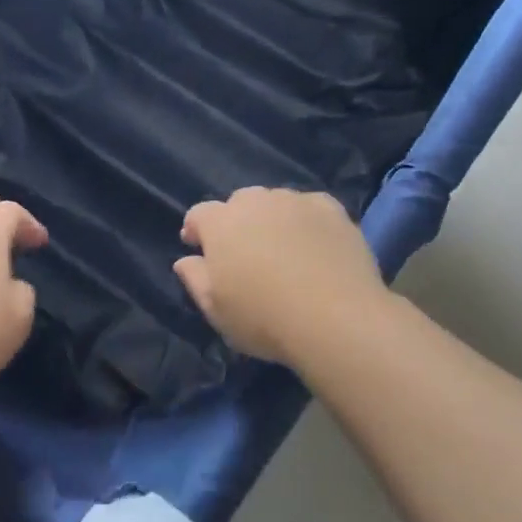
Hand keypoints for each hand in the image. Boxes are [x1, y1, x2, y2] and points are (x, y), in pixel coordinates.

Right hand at [173, 187, 389, 365]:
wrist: (336, 319)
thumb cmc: (264, 319)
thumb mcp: (216, 310)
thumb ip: (195, 279)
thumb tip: (185, 260)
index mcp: (221, 223)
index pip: (199, 214)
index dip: (196, 230)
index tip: (197, 248)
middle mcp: (257, 202)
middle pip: (239, 202)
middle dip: (236, 222)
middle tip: (244, 252)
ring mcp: (297, 202)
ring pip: (276, 202)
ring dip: (272, 219)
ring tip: (282, 248)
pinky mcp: (333, 210)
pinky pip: (311, 207)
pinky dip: (306, 220)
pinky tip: (314, 244)